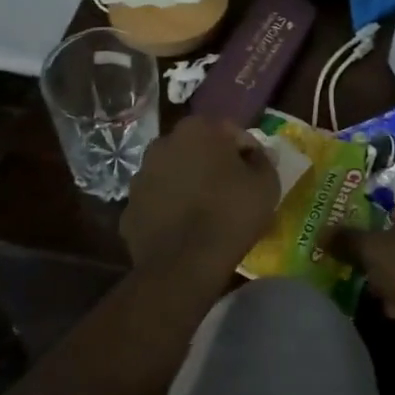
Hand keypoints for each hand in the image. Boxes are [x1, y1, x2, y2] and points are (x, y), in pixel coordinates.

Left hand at [122, 116, 279, 287]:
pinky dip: (169, 210)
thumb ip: (263, 161)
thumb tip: (256, 155)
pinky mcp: (128, 209)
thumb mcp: (266, 183)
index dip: (246, 152)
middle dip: (212, 164)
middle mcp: (163, 144)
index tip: (255, 174)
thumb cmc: (231, 214)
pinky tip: (185, 229)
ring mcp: (140, 177)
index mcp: (197, 129)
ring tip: (207, 212)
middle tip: (232, 190)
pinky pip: (157, 203)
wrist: (184, 265)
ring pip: (173, 174)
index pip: (230, 132)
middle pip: (197, 149)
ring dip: (188, 185)